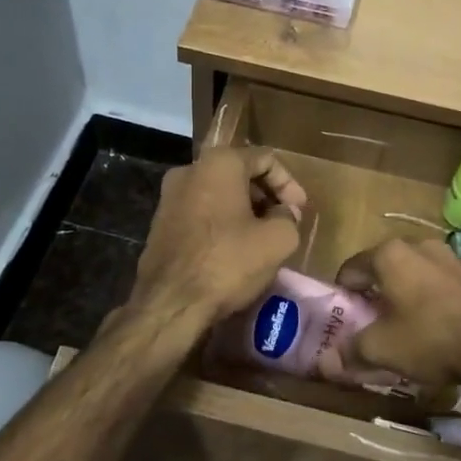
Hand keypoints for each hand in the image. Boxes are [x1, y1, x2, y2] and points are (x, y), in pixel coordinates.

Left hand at [129, 148, 307, 329]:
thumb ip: (289, 217)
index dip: (289, 184)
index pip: (266, 159)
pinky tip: (234, 248)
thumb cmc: (227, 262)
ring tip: (262, 237)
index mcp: (219, 163)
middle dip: (266, 196)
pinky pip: (201, 211)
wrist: (170, 302)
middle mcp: (190, 170)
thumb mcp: (277, 240)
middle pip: (240, 173)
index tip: (299, 211)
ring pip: (219, 193)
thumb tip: (283, 213)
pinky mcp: (161, 221)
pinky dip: (222, 221)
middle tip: (284, 222)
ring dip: (245, 210)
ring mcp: (170, 196)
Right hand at [334, 238, 460, 388]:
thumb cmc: (431, 338)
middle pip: (384, 266)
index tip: (346, 316)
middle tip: (374, 320)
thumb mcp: (383, 349)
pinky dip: (432, 294)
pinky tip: (437, 321)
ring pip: (414, 271)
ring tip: (407, 321)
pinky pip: (440, 280)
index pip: (352, 268)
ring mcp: (450, 254)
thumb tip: (330, 359)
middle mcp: (418, 244)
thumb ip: (352, 350)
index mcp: (389, 254)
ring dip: (405, 290)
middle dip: (376, 290)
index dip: (344, 294)